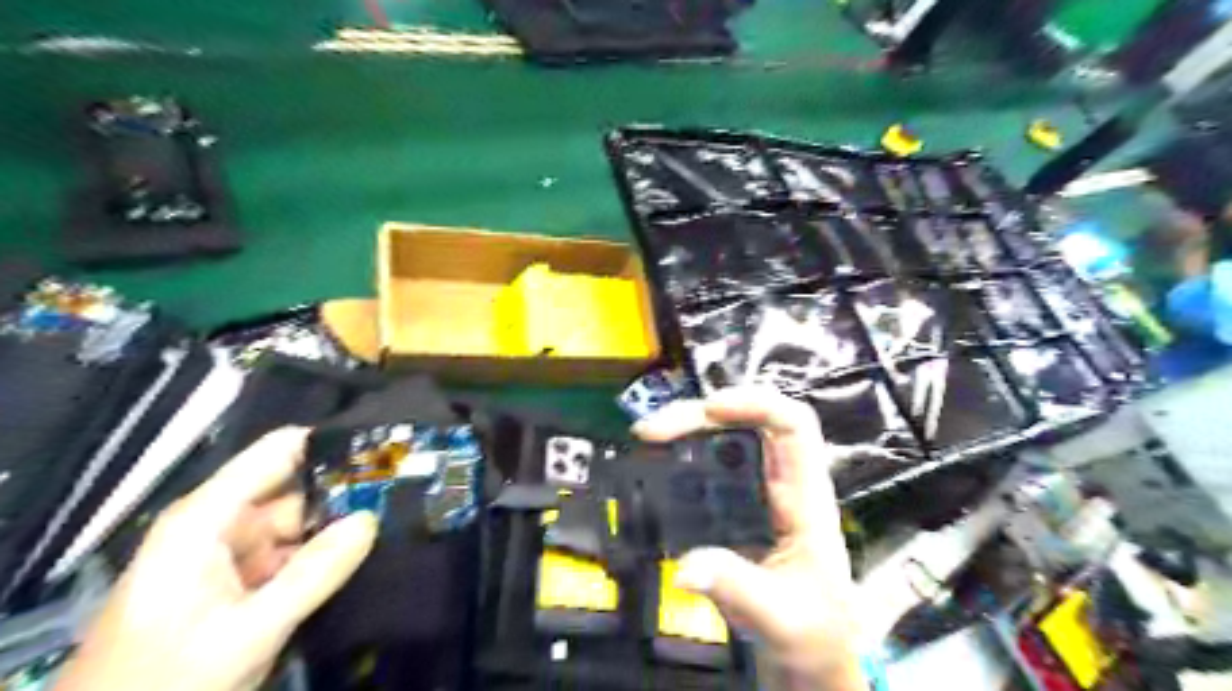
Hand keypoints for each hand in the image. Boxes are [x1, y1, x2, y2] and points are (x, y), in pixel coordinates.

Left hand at [53, 426, 380, 690]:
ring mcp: (231, 554)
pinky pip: (294, 554)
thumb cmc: (164, 681)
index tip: (384, 450)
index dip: (330, 444)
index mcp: (206, 519)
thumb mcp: (247, 632)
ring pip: (301, 525)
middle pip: (297, 490)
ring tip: (393, 521)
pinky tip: (362, 557)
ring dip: (339, 528)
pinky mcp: (240, 581)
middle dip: (345, 493)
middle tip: (401, 494)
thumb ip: (312, 574)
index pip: (277, 452)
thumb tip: (370, 518)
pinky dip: (324, 556)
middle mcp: (220, 525)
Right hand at [636, 388, 864, 689]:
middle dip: (700, 415)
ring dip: (687, 427)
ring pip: (726, 437)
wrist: (807, 649)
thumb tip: (686, 566)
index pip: (794, 425)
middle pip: (749, 421)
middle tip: (652, 431)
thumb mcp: (778, 615)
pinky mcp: (735, 503)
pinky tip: (655, 460)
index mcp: (805, 497)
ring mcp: (757, 490)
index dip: (757, 403)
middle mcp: (781, 482)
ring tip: (648, 436)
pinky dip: (680, 453)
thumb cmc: (810, 630)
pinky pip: (708, 464)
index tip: (711, 409)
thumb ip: (736, 588)